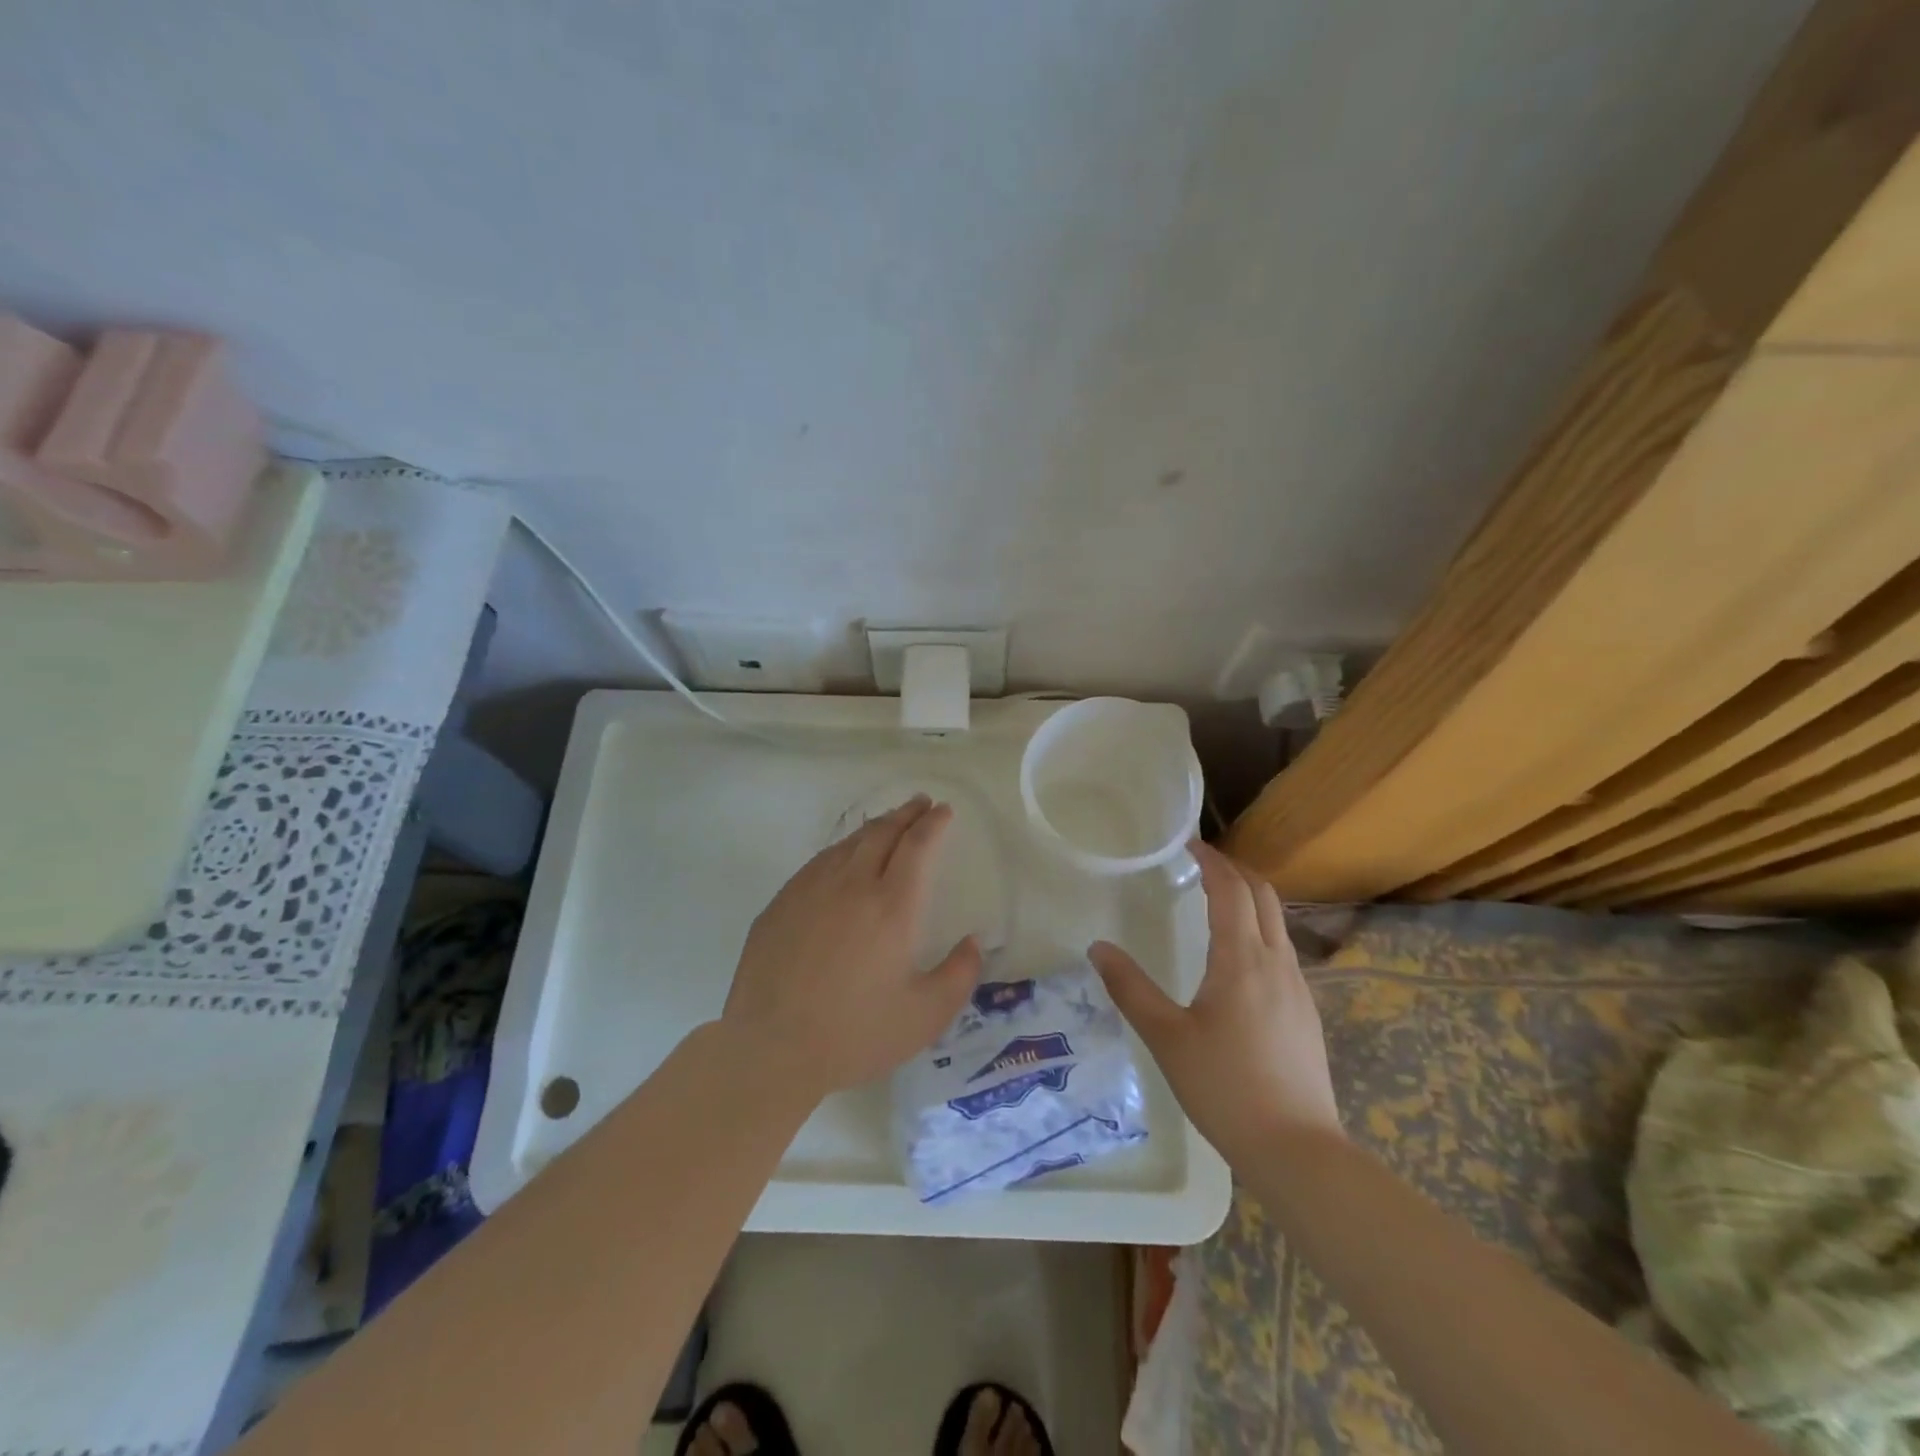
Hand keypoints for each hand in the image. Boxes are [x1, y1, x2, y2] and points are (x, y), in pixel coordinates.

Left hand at [722, 795, 982, 1099]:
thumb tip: (974, 942)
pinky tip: (841, 859)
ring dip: (874, 827)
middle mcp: (852, 885)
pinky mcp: (780, 904)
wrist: (770, 1048)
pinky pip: (818, 863)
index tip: (944, 811)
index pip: (918, 847)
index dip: (934, 824)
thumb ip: (959, 975)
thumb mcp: (926, 1016)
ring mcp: (810, 890)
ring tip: (887, 823)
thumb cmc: (855, 1033)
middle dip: (906, 814)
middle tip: (921, 804)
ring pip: (848, 844)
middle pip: (882, 833)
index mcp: (892, 906)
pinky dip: (840, 850)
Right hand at [1088, 839, 1340, 1164]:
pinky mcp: (1306, 1011)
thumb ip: (1130, 989)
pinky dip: (1260, 929)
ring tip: (1217, 901)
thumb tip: (1098, 948)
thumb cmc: (1225, 1088)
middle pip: (1264, 895)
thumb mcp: (1166, 1037)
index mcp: (1242, 959)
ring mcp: (1298, 987)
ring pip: (1278, 922)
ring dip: (1250, 898)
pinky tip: (1239, 957)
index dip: (1212, 861)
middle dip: (1235, 870)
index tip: (1189, 844)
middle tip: (1202, 864)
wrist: (1298, 1149)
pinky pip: (1283, 949)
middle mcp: (1277, 962)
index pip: (1231, 890)